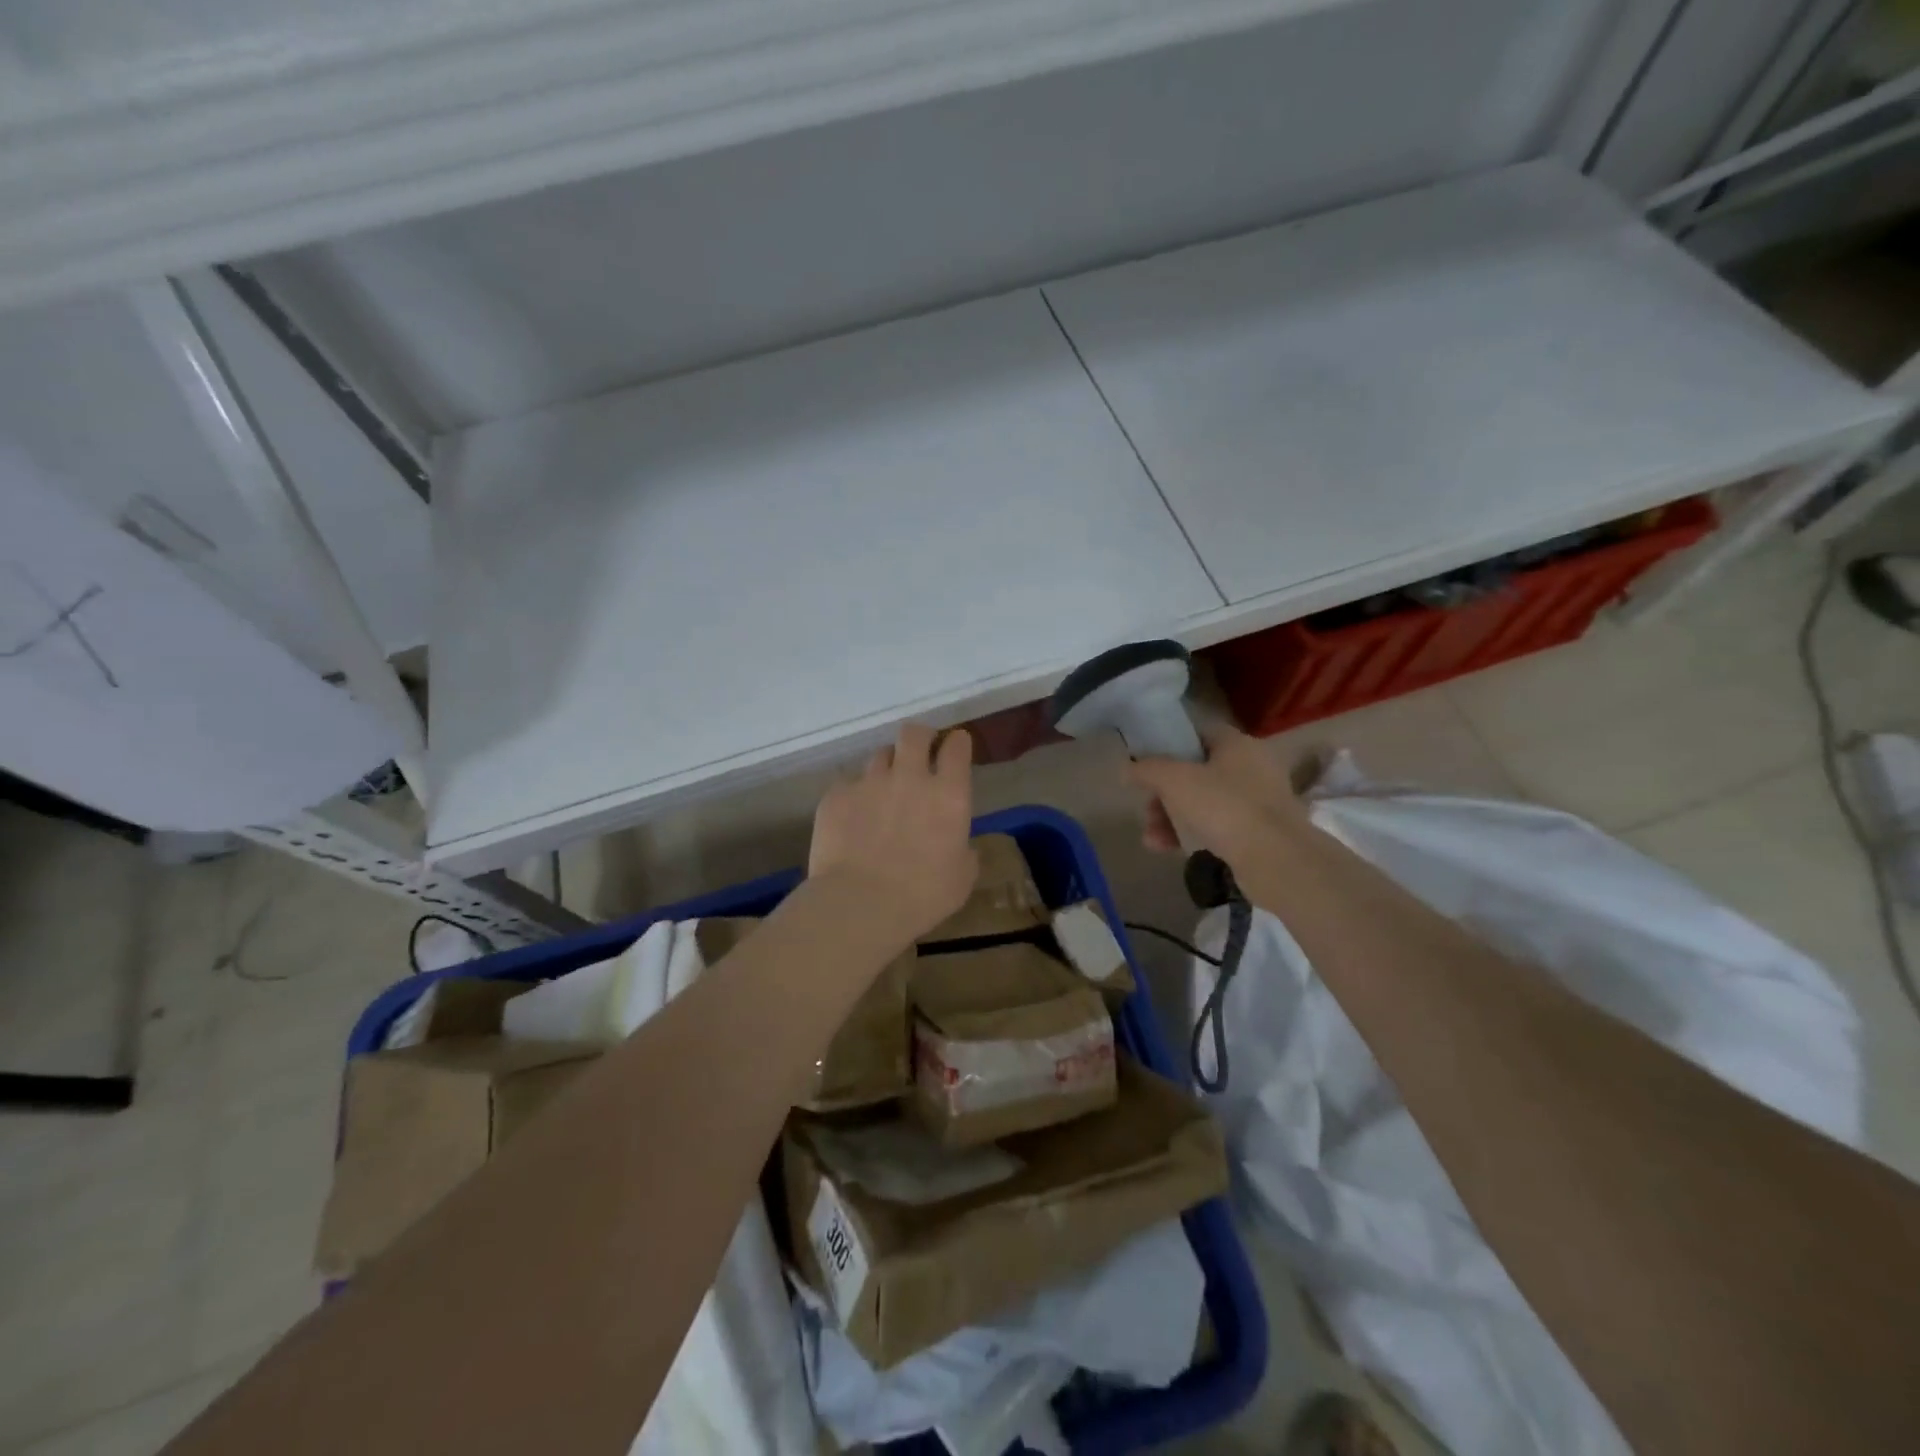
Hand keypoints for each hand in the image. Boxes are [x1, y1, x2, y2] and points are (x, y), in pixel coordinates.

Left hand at [810, 724, 978, 940]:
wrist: (859, 904)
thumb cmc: (922, 896)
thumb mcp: (961, 879)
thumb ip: (964, 853)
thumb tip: (961, 846)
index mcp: (948, 795)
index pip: (956, 748)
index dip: (956, 743)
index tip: (955, 746)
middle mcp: (909, 778)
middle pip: (914, 734)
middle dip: (920, 736)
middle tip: (920, 750)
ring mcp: (869, 783)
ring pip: (880, 756)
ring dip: (887, 767)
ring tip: (883, 789)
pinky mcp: (836, 795)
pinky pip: (848, 785)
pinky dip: (855, 796)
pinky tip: (852, 818)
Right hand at [1126, 723, 1309, 867]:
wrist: (1276, 859)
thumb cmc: (1224, 807)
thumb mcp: (1175, 781)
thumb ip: (1146, 769)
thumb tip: (1127, 768)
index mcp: (1237, 744)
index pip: (1198, 734)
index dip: (1169, 745)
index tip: (1146, 764)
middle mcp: (1252, 767)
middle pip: (1196, 772)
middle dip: (1164, 793)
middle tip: (1147, 809)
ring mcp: (1259, 801)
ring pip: (1204, 802)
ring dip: (1172, 817)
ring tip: (1151, 838)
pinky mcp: (1259, 832)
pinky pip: (1218, 827)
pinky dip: (1192, 834)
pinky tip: (1168, 849)